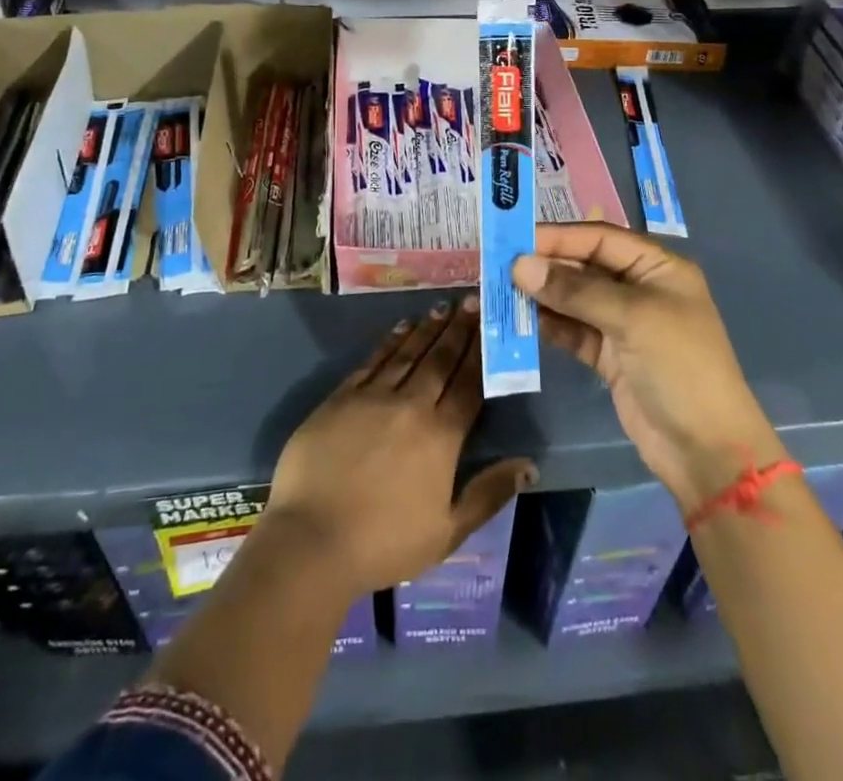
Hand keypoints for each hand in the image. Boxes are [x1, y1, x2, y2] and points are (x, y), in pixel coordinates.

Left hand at [266, 298, 535, 594]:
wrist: (312, 539)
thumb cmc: (385, 542)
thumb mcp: (448, 531)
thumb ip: (489, 493)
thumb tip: (530, 464)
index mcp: (441, 436)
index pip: (469, 385)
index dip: (481, 353)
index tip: (491, 325)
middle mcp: (411, 406)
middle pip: (441, 360)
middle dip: (459, 329)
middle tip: (471, 300)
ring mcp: (374, 397)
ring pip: (408, 353)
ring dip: (428, 328)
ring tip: (443, 306)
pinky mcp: (342, 397)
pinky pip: (373, 361)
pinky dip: (390, 341)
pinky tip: (402, 327)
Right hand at [515, 224, 781, 511]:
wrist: (705, 450)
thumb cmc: (679, 366)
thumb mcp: (632, 318)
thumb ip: (575, 290)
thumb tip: (520, 266)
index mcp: (657, 267)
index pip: (600, 237)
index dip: (559, 236)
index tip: (515, 238)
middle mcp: (638, 288)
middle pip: (584, 265)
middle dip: (545, 265)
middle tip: (499, 265)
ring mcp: (622, 323)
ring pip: (573, 298)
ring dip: (541, 295)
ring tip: (500, 291)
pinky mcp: (608, 355)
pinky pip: (571, 329)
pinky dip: (548, 324)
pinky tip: (519, 320)